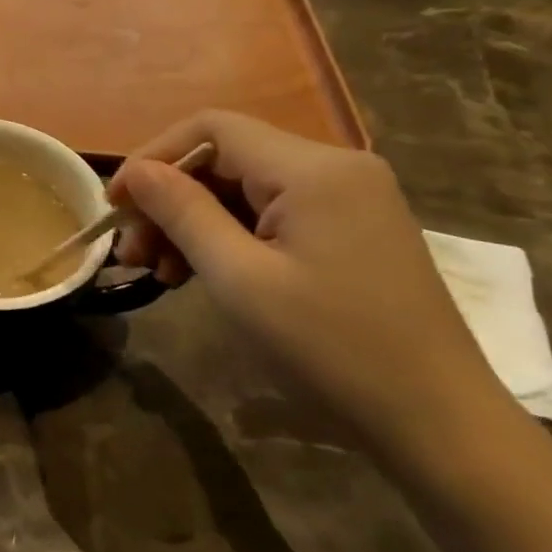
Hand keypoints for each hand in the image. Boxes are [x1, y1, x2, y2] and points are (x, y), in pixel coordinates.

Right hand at [108, 111, 513, 463]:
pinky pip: (272, 214)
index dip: (153, 157)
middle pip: (226, 159)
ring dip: (193, 222)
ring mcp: (348, 199)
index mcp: (313, 169)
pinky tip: (199, 273)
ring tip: (158, 271)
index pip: (212, 129)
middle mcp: (335, 168)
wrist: (437, 422)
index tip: (114, 204)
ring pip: (245, 189)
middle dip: (170, 198)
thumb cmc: (330, 349)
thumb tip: (135, 171)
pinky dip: (228, 237)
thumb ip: (182, 212)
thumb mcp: (239, 279)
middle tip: (132, 252)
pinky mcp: (351, 230)